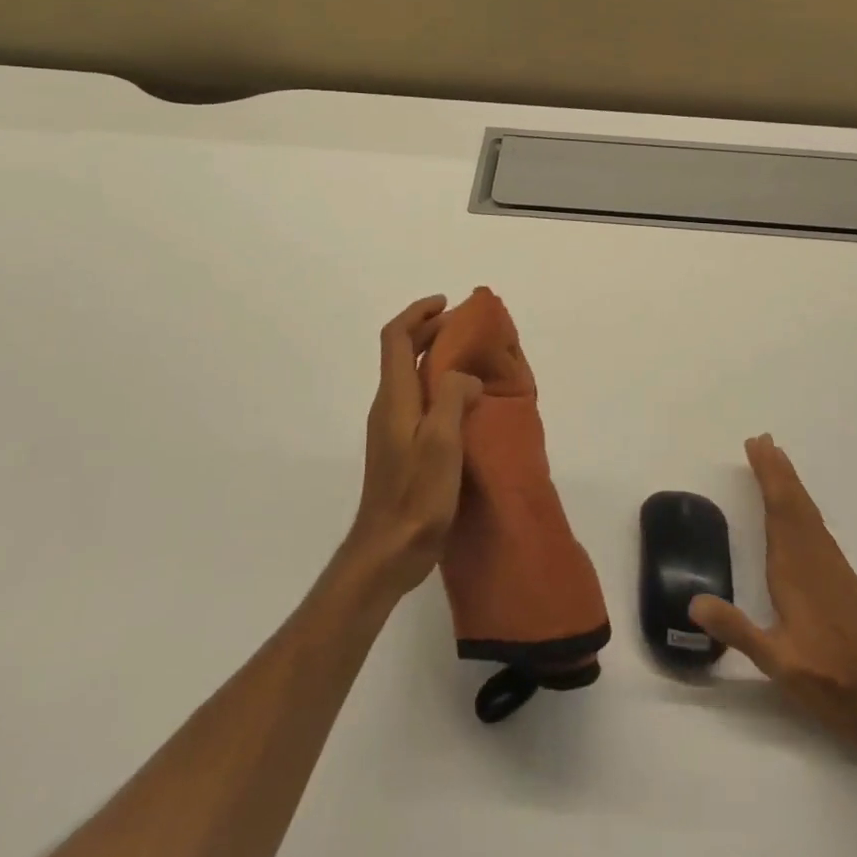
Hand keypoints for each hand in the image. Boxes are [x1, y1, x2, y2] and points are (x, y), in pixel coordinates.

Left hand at [343, 296, 481, 600]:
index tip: (446, 305)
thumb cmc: (415, 495)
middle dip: (430, 331)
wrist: (386, 552)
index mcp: (395, 397)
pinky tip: (465, 403)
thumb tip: (467, 377)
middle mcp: (389, 405)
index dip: (418, 314)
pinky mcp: (400, 448)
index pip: (395, 337)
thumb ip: (454, 398)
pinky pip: (419, 399)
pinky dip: (439, 385)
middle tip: (466, 328)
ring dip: (435, 357)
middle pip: (402, 352)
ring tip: (471, 359)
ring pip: (411, 376)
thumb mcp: (441, 442)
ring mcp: (392, 428)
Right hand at [690, 434, 856, 748]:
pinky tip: (802, 512)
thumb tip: (693, 602)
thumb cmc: (829, 680)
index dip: (768, 476)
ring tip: (779, 461)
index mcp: (795, 570)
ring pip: (810, 514)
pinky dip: (805, 507)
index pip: (779, 510)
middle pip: (796, 504)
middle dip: (778, 471)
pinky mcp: (845, 581)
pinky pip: (819, 529)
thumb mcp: (776, 661)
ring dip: (792, 484)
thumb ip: (736, 630)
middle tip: (764, 440)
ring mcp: (834, 569)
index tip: (758, 446)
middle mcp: (815, 559)